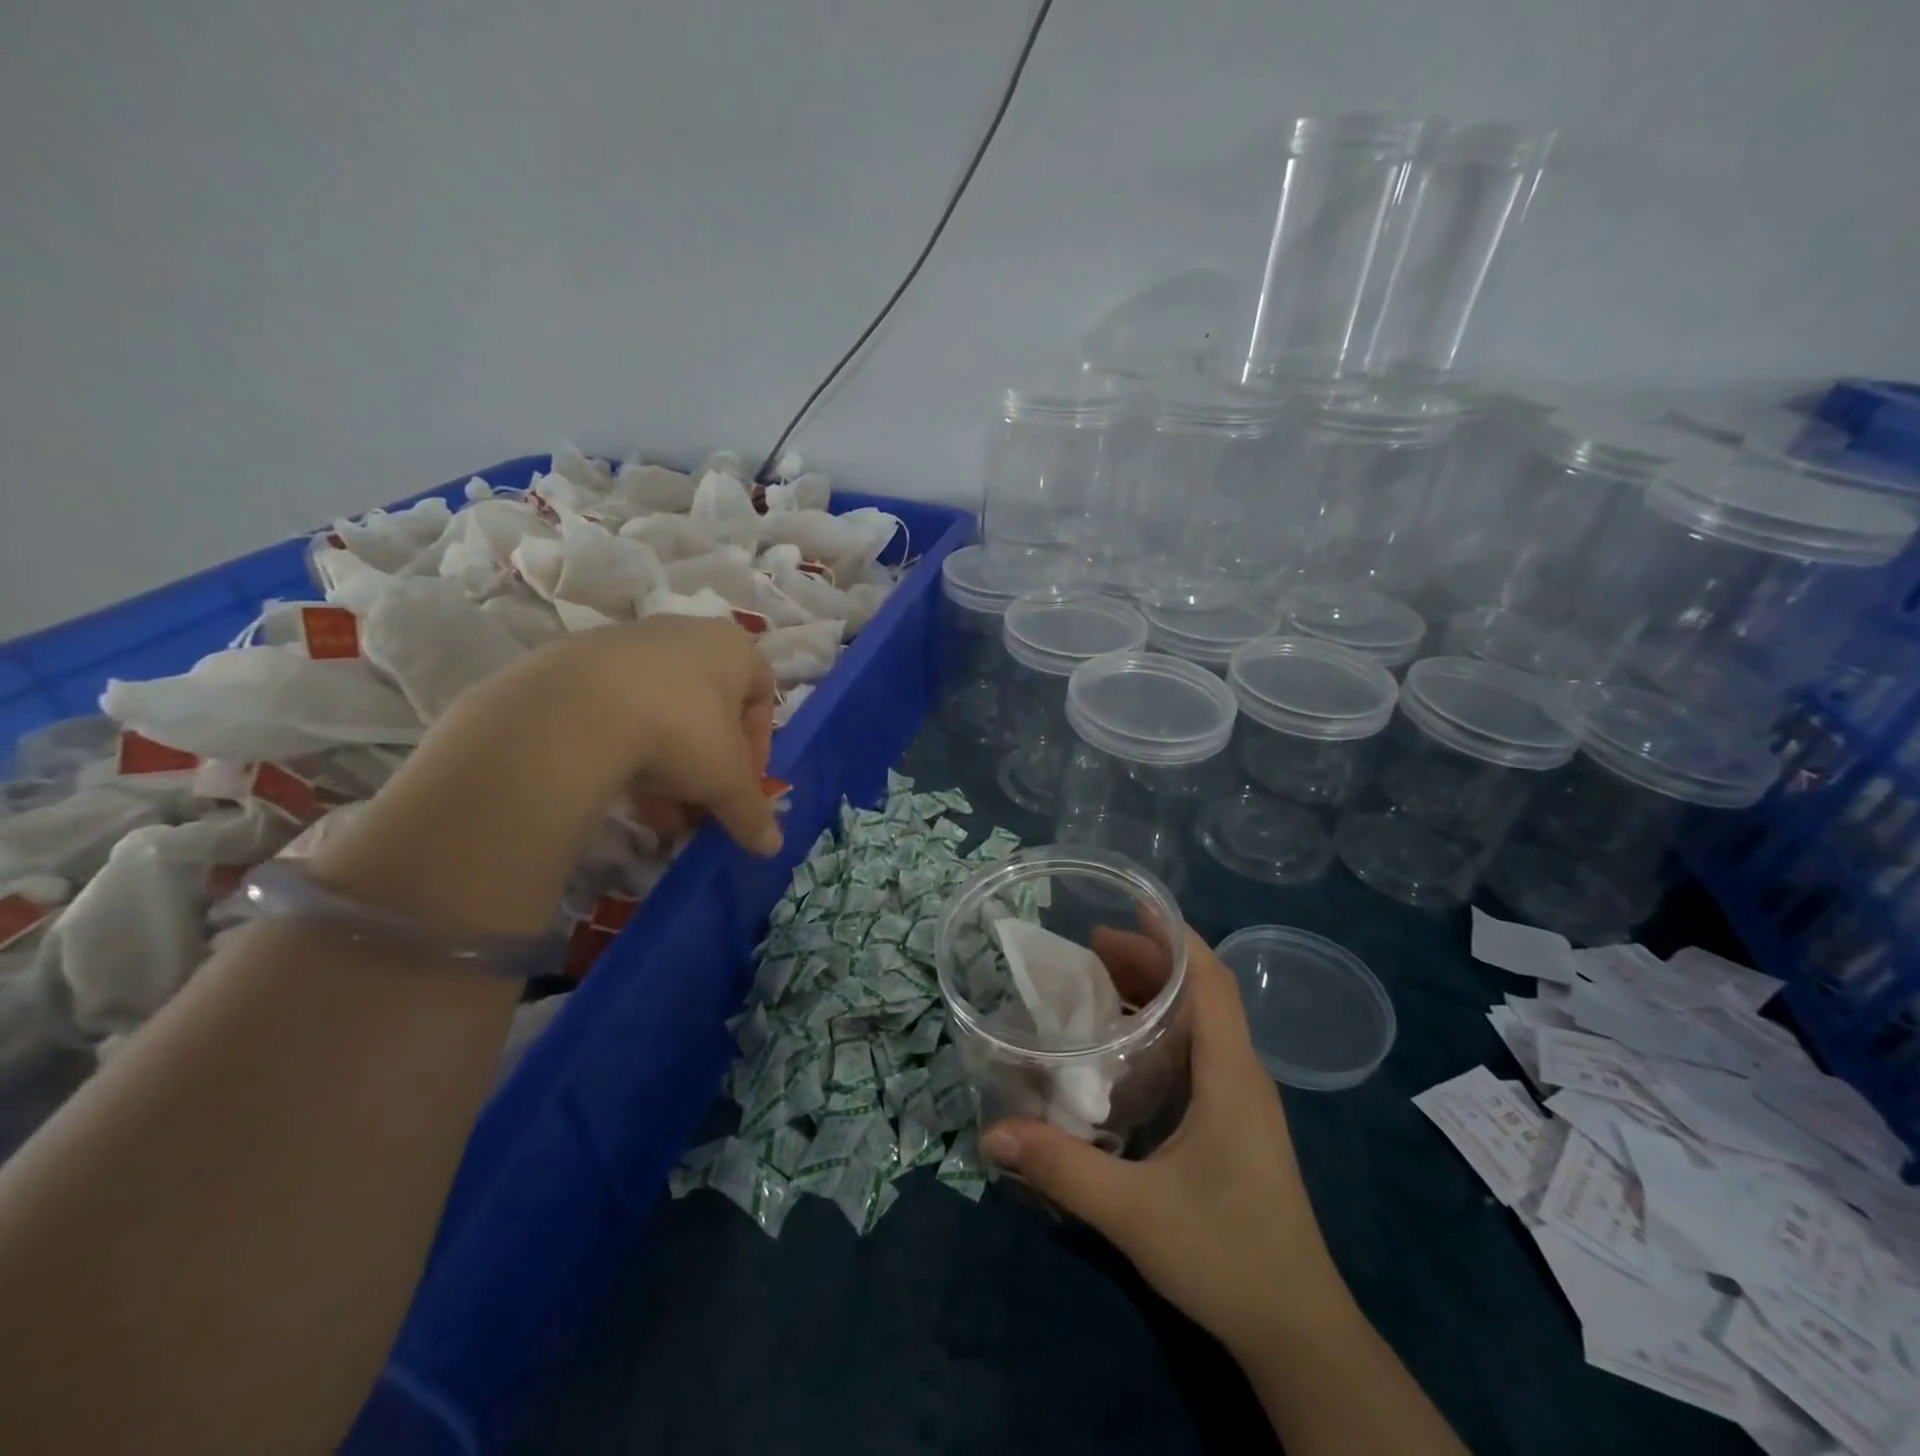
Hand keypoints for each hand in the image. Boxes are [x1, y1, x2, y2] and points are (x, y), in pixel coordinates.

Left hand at [431, 615, 781, 854]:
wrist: (578, 708)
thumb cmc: (682, 731)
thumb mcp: (727, 782)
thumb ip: (752, 813)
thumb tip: (772, 847)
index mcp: (736, 649)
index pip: (762, 698)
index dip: (758, 749)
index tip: (742, 786)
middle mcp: (690, 634)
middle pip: (711, 710)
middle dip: (708, 765)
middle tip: (699, 805)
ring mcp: (634, 642)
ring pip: (665, 712)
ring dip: (669, 766)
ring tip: (658, 812)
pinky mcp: (584, 660)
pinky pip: (621, 709)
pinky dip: (629, 748)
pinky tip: (620, 787)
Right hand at [979, 930, 1346, 1358]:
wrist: (1297, 1330)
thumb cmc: (1225, 1256)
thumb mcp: (1133, 1211)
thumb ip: (1061, 1168)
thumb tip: (991, 1132)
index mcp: (1230, 1073)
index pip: (1211, 979)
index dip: (1174, 935)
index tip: (1130, 905)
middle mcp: (1241, 1073)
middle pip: (1202, 991)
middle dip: (1149, 959)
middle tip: (1089, 948)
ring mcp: (1242, 1098)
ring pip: (1202, 1020)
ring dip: (1157, 991)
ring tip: (1099, 982)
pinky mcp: (1235, 1121)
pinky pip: (1199, 1049)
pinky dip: (1163, 1027)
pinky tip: (1124, 1047)